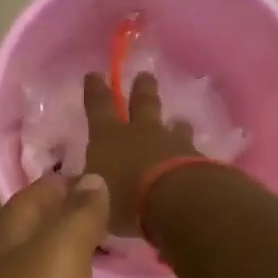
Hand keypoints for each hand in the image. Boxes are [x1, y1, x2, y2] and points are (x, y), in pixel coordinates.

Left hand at [0, 174, 108, 277]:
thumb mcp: (58, 260)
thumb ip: (75, 218)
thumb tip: (89, 178)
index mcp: (5, 248)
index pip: (29, 198)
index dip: (60, 180)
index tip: (101, 167)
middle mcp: (2, 276)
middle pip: (34, 233)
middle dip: (68, 213)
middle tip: (117, 203)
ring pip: (44, 269)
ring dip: (72, 251)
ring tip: (114, 240)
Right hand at [83, 72, 198, 234]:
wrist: (176, 202)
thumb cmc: (124, 198)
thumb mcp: (95, 199)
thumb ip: (87, 191)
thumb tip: (81, 184)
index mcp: (109, 137)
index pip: (98, 106)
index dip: (95, 90)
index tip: (94, 75)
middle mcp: (141, 133)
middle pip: (142, 103)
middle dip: (142, 88)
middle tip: (145, 75)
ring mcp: (172, 143)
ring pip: (173, 126)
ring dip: (174, 123)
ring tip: (178, 120)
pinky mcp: (196, 160)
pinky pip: (191, 150)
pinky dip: (189, 152)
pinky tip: (192, 157)